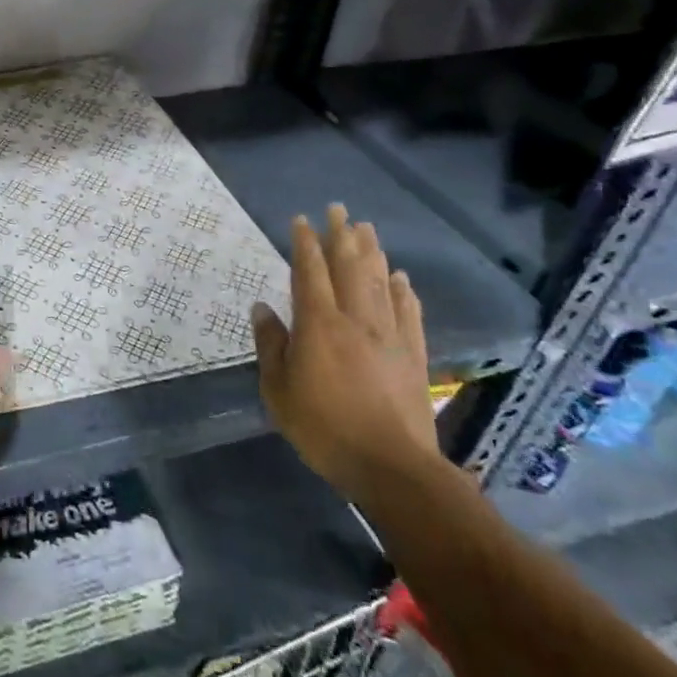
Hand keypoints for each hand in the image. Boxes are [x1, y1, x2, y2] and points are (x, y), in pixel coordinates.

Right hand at [253, 205, 440, 508]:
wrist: (391, 467)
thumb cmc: (324, 428)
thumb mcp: (278, 390)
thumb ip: (271, 345)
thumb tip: (263, 308)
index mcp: (318, 324)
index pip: (309, 272)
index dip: (305, 244)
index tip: (301, 220)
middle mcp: (355, 320)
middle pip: (349, 267)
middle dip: (341, 236)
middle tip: (338, 209)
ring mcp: (389, 336)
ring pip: (379, 283)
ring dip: (372, 253)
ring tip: (366, 229)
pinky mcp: (413, 355)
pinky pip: (409, 313)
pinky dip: (404, 291)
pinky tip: (401, 278)